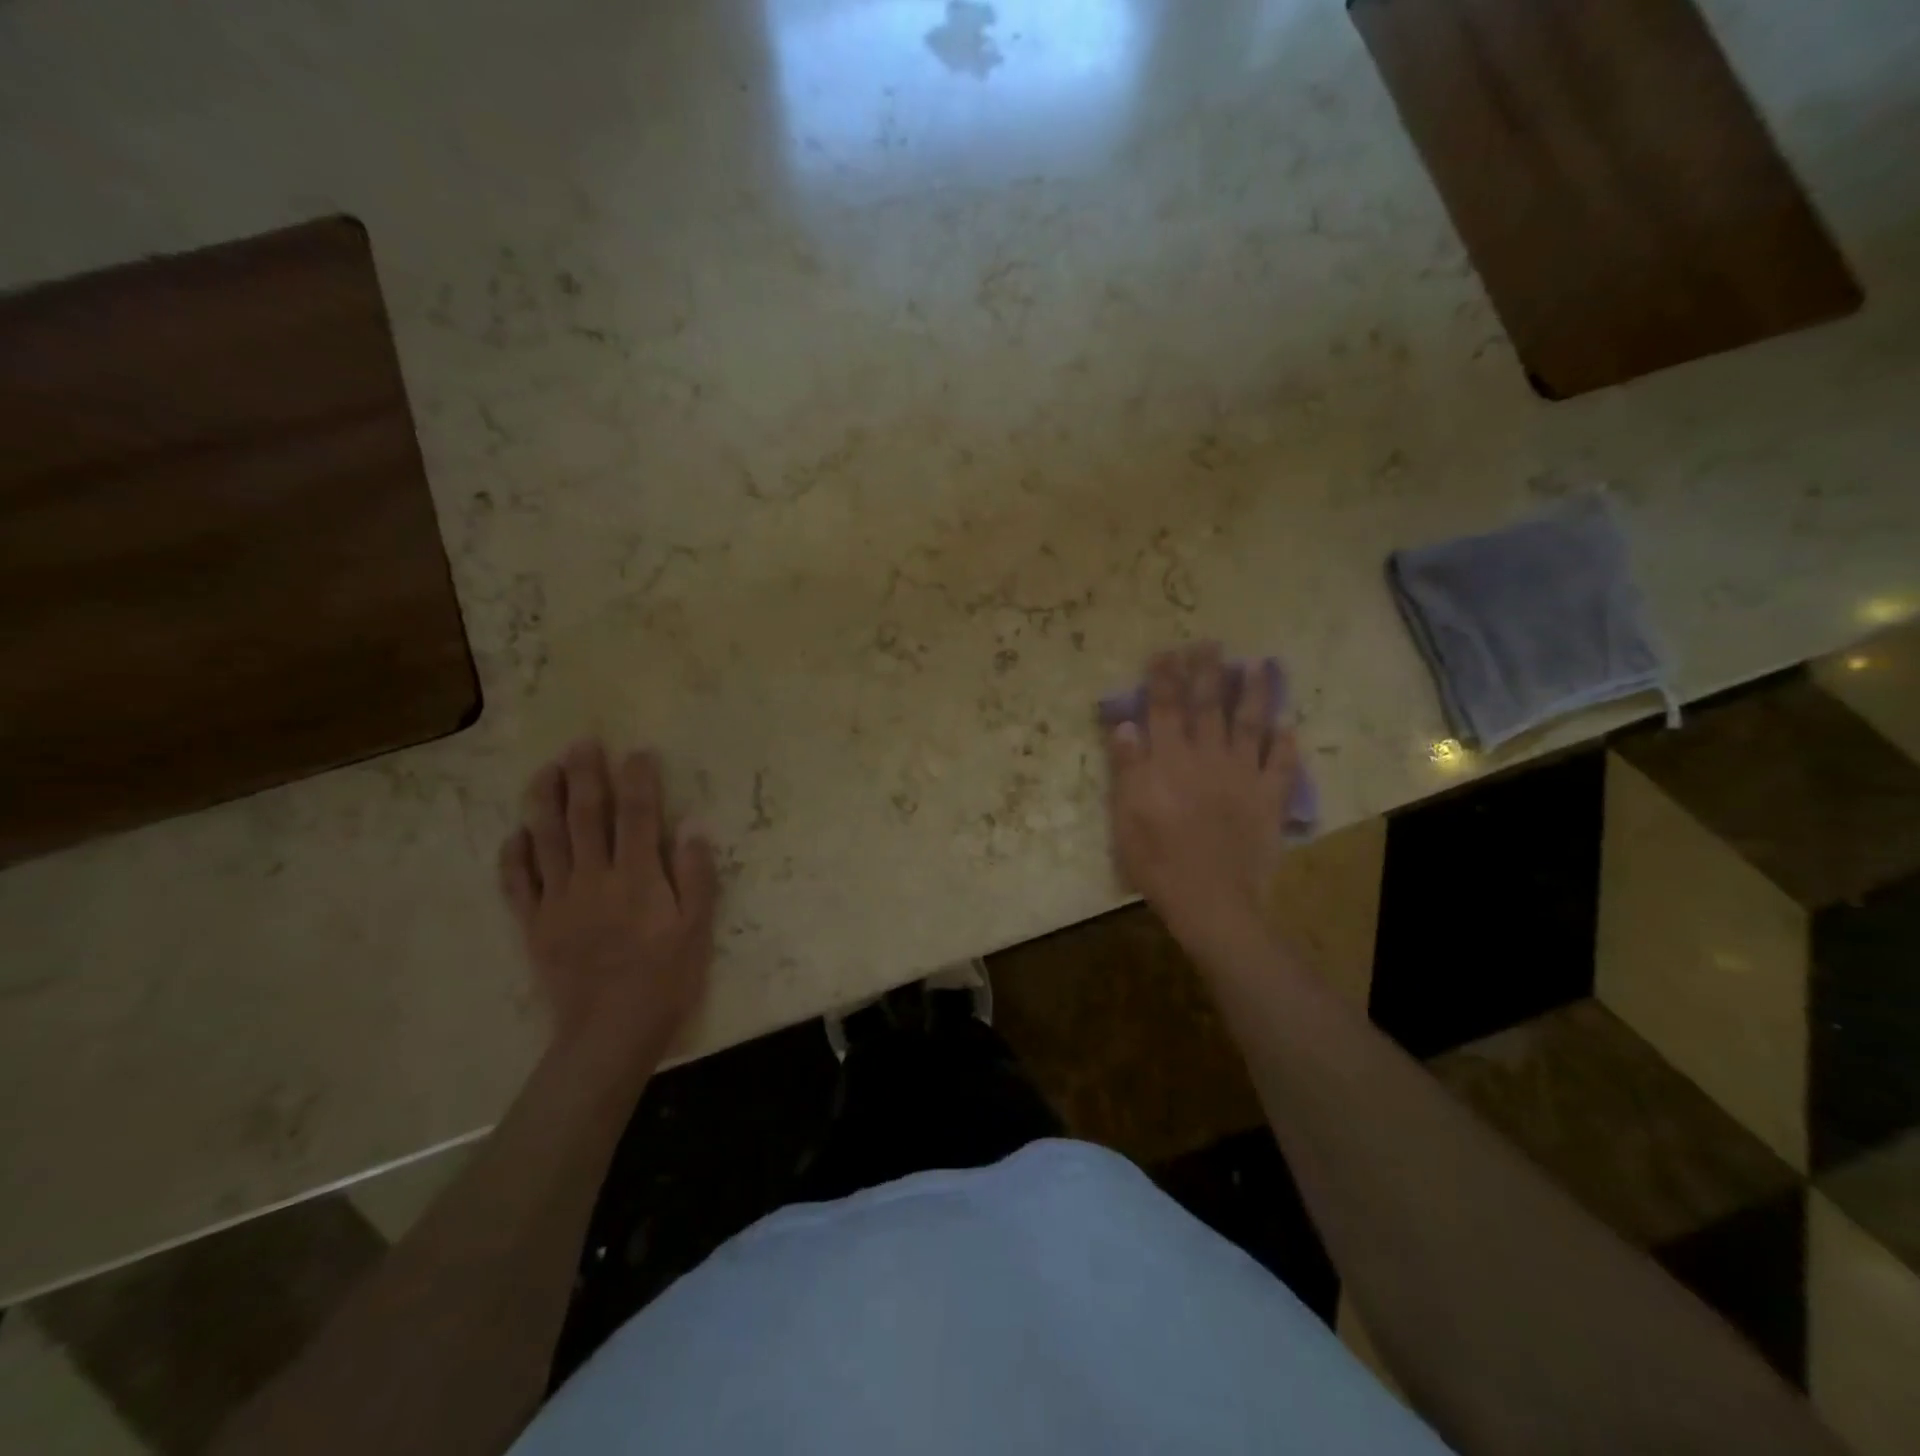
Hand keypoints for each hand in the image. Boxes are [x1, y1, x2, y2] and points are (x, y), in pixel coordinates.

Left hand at [498, 740, 718, 1075]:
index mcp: (637, 877)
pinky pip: (518, 883)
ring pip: (547, 840)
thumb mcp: (697, 930)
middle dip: (585, 776)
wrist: (608, 1033)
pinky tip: (516, 834)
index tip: (637, 751)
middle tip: (581, 742)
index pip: (638, 815)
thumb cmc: (664, 980)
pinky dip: (514, 856)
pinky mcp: (534, 925)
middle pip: (587, 816)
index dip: (638, 780)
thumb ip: (695, 877)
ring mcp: (558, 900)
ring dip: (545, 801)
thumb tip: (693, 828)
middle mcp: (594, 878)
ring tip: (545, 770)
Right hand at [1106, 643, 1296, 960]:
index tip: (1166, 652)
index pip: (1165, 709)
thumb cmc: (1158, 860)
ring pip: (1249, 725)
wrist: (1211, 900)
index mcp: (1169, 761)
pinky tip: (1288, 727)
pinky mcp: (1268, 800)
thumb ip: (1127, 768)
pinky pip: (1281, 766)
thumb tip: (1126, 723)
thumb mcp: (1126, 816)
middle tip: (1211, 643)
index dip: (1165, 678)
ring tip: (1258, 665)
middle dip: (1208, 672)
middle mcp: (1207, 758)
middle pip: (1208, 706)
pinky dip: (1286, 745)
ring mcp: (1243, 776)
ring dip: (1254, 693)